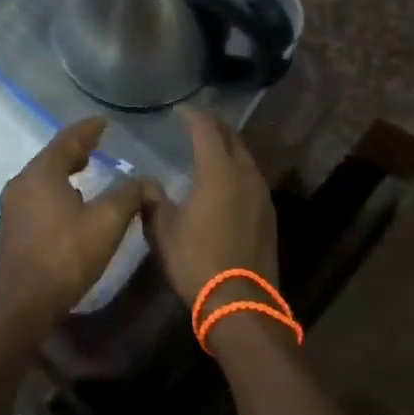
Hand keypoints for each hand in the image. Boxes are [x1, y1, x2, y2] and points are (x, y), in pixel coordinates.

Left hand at [0, 117, 145, 333]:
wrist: (22, 304)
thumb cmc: (65, 257)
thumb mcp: (106, 224)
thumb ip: (127, 195)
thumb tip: (141, 179)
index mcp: (41, 174)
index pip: (66, 140)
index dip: (87, 129)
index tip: (104, 122)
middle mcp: (22, 183)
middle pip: (51, 156)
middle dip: (76, 148)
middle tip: (97, 143)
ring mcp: (12, 206)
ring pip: (42, 176)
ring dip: (65, 168)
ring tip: (86, 168)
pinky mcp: (12, 227)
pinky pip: (37, 194)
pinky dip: (56, 187)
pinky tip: (70, 200)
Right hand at [141, 109, 277, 309]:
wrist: (241, 303)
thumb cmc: (197, 262)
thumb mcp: (163, 231)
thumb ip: (153, 200)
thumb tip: (145, 181)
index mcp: (218, 172)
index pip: (206, 130)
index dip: (193, 116)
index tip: (180, 110)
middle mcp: (245, 175)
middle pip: (232, 138)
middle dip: (214, 126)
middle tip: (195, 123)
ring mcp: (261, 194)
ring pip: (245, 157)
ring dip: (228, 147)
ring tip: (209, 148)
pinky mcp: (268, 213)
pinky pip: (251, 177)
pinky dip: (237, 168)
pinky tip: (225, 180)